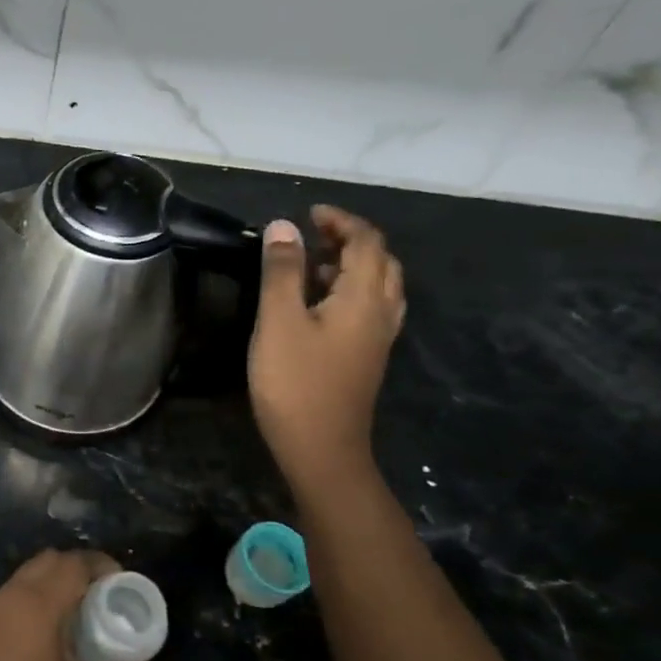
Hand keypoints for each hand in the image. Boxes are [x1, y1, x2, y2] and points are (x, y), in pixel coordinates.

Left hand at [0, 550, 145, 660]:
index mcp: (38, 605)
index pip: (73, 564)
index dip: (100, 565)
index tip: (122, 580)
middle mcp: (13, 595)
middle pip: (49, 560)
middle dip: (79, 568)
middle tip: (104, 595)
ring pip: (29, 574)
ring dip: (55, 580)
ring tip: (81, 611)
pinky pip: (15, 591)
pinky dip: (36, 594)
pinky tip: (50, 629)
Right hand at [248, 205, 404, 494]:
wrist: (321, 448)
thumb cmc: (295, 382)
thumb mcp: (279, 321)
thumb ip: (282, 271)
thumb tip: (283, 226)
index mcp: (364, 298)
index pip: (366, 242)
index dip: (341, 220)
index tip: (308, 212)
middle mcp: (381, 312)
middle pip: (380, 261)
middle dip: (349, 239)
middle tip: (311, 234)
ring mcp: (378, 337)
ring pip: (378, 285)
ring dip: (351, 264)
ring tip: (311, 262)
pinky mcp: (367, 356)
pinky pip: (370, 307)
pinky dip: (350, 288)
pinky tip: (319, 302)